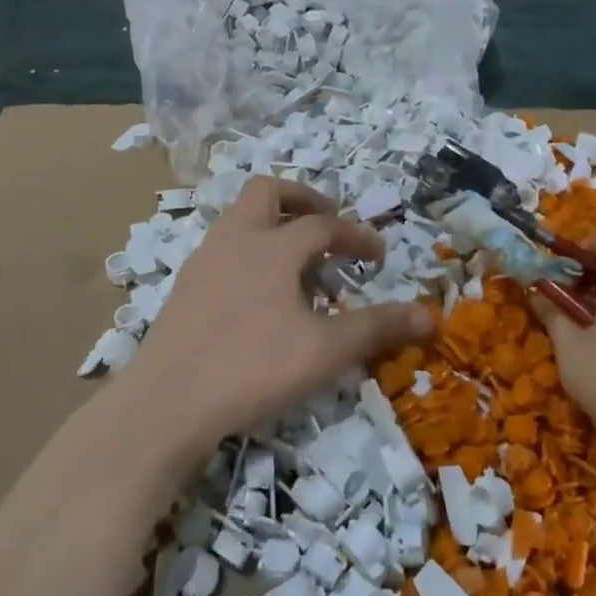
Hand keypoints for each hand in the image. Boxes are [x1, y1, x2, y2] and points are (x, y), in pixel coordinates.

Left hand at [122, 177, 433, 463]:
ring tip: (296, 258)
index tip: (378, 257)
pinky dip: (249, 249)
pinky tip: (258, 291)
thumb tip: (431, 317)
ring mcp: (203, 260)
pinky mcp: (185, 286)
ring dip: (273, 223)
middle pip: (268, 191)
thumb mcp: (324, 352)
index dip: (357, 236)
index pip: (324, 225)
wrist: (165, 403)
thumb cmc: (251, 368)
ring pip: (240, 217)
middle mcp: (235, 239)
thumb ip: (377, 328)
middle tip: (327, 224)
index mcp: (272, 246)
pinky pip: (223, 246)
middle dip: (303, 199)